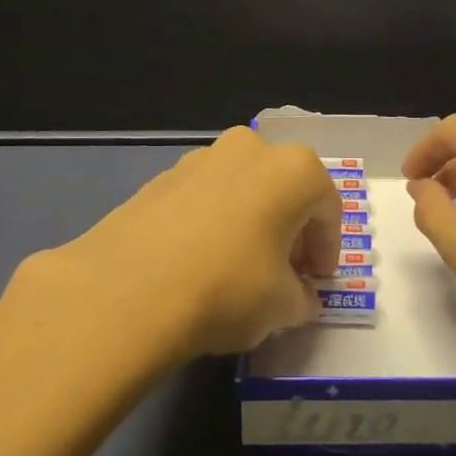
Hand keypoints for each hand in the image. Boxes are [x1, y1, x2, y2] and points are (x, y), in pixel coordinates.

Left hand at [24, 128, 341, 361]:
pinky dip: (212, 223)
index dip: (328, 249)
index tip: (317, 282)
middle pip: (284, 189)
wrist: (127, 290)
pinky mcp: (159, 177)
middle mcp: (250, 149)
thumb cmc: (227, 289)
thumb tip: (298, 297)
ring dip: (250, 222)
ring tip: (239, 268)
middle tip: (285, 273)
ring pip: (242, 189)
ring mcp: (200, 158)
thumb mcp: (282, 306)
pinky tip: (199, 263)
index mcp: (293, 169)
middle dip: (290, 230)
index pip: (327, 208)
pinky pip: (203, 198)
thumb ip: (301, 297)